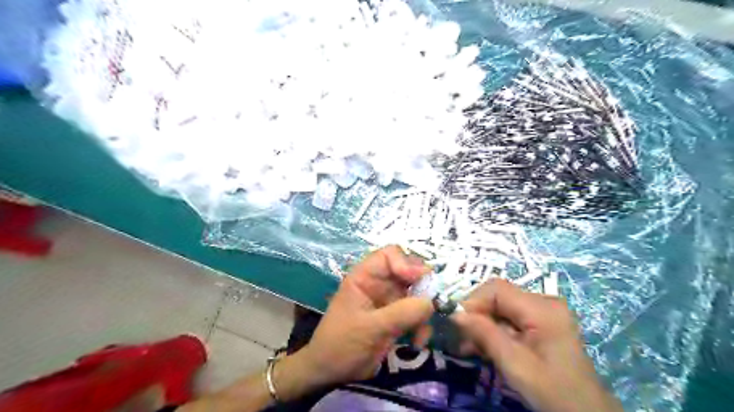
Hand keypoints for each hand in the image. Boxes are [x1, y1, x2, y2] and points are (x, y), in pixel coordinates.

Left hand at [278, 247, 431, 393]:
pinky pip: (416, 313)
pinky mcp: (396, 317)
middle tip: (434, 302)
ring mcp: (389, 300)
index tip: (419, 280)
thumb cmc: (342, 344)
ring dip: (424, 311)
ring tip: (422, 333)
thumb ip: (401, 313)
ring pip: (417, 293)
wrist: (331, 371)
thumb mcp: (370, 328)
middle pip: (408, 271)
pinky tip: (418, 342)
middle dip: (423, 287)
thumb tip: (432, 302)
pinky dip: (421, 326)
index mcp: (365, 277)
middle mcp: (379, 284)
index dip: (406, 263)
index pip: (389, 255)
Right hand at [454, 279, 618, 411]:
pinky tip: (483, 347)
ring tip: (468, 347)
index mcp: (542, 308)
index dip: (473, 301)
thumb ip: (484, 334)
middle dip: (476, 315)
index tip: (457, 324)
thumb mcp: (514, 364)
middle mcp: (544, 302)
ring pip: (501, 308)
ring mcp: (544, 312)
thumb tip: (455, 314)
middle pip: (498, 297)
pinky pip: (510, 318)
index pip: (497, 289)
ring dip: (483, 325)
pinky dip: (495, 330)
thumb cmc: (553, 391)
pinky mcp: (542, 323)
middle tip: (461, 339)